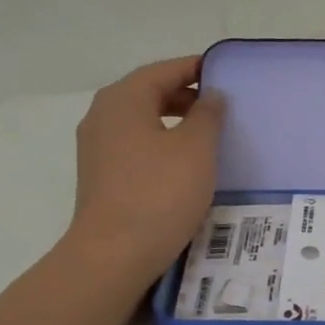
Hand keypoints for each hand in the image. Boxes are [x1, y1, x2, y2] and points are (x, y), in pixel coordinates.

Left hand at [64, 56, 223, 275]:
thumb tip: (211, 95)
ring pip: (143, 120)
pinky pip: (136, 145)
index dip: (196, 68)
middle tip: (223, 106)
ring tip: (209, 135)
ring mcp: (97, 147)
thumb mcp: (196, 148)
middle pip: (149, 92)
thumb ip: (207, 114)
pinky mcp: (101, 175)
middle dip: (186, 95)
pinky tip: (186, 163)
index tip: (227, 74)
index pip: (164, 70)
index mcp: (123, 99)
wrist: (114, 255)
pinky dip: (162, 143)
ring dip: (175, 121)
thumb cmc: (160, 193)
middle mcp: (103, 116)